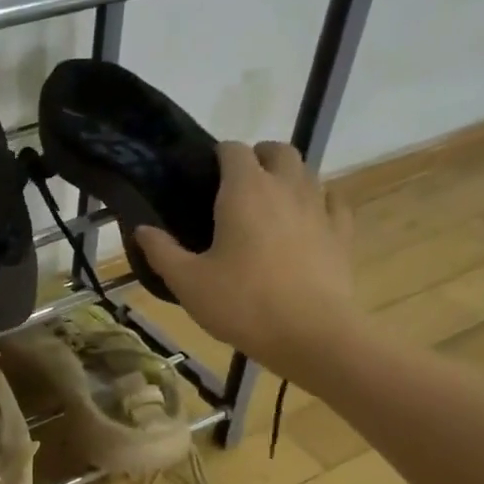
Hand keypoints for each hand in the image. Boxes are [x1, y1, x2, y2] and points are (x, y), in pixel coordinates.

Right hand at [137, 141, 361, 387]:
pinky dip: (319, 202)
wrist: (310, 334)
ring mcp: (319, 207)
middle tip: (238, 186)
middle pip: (277, 151)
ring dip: (287, 178)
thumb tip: (141, 229)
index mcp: (245, 191)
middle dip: (258, 158)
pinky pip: (333, 202)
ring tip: (268, 206)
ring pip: (307, 172)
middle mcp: (286, 186)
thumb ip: (162, 252)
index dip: (218, 156)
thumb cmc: (241, 304)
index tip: (205, 177)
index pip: (233, 150)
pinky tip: (307, 221)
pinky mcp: (341, 233)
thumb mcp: (188, 283)